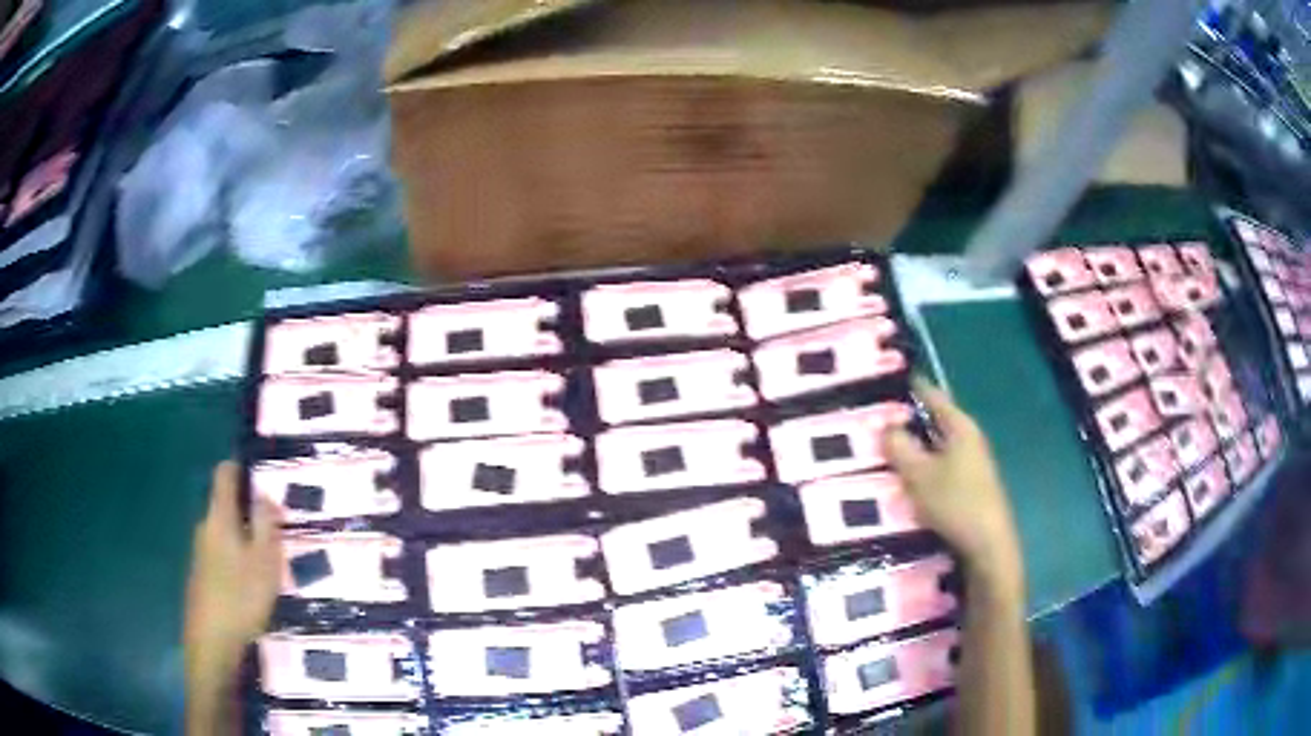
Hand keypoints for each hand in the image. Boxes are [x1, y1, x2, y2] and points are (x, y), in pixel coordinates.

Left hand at [185, 461, 281, 671]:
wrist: (212, 642)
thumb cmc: (241, 598)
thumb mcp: (264, 561)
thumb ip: (266, 524)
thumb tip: (264, 495)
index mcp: (219, 517)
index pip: (224, 474)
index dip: (242, 470)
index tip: (264, 485)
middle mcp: (205, 527)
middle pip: (225, 506)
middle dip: (250, 515)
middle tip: (277, 538)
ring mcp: (200, 552)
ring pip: (224, 534)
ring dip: (245, 542)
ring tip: (268, 569)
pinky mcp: (200, 576)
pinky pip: (221, 556)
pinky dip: (237, 563)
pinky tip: (250, 590)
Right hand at [886, 378, 1023, 597]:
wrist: (987, 546)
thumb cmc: (955, 503)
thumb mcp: (919, 475)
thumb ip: (900, 447)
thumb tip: (886, 425)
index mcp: (960, 427)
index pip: (932, 395)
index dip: (909, 387)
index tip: (883, 383)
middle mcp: (969, 439)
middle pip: (934, 421)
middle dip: (905, 421)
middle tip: (872, 423)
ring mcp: (972, 464)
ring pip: (936, 447)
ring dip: (912, 448)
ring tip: (881, 452)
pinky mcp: (969, 486)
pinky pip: (940, 468)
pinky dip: (922, 468)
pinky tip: (903, 481)